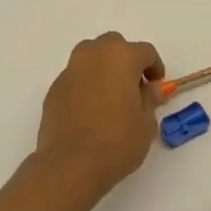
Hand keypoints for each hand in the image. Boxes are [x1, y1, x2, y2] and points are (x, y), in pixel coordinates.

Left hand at [35, 33, 164, 198]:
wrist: (71, 165)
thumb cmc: (117, 141)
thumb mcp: (146, 123)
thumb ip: (150, 99)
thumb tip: (151, 88)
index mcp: (121, 57)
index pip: (145, 51)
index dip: (154, 67)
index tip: (156, 86)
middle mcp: (93, 56)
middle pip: (113, 45)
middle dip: (125, 60)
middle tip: (133, 87)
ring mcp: (69, 71)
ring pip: (90, 57)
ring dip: (102, 68)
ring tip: (110, 96)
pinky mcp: (53, 90)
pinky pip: (75, 78)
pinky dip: (85, 85)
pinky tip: (90, 111)